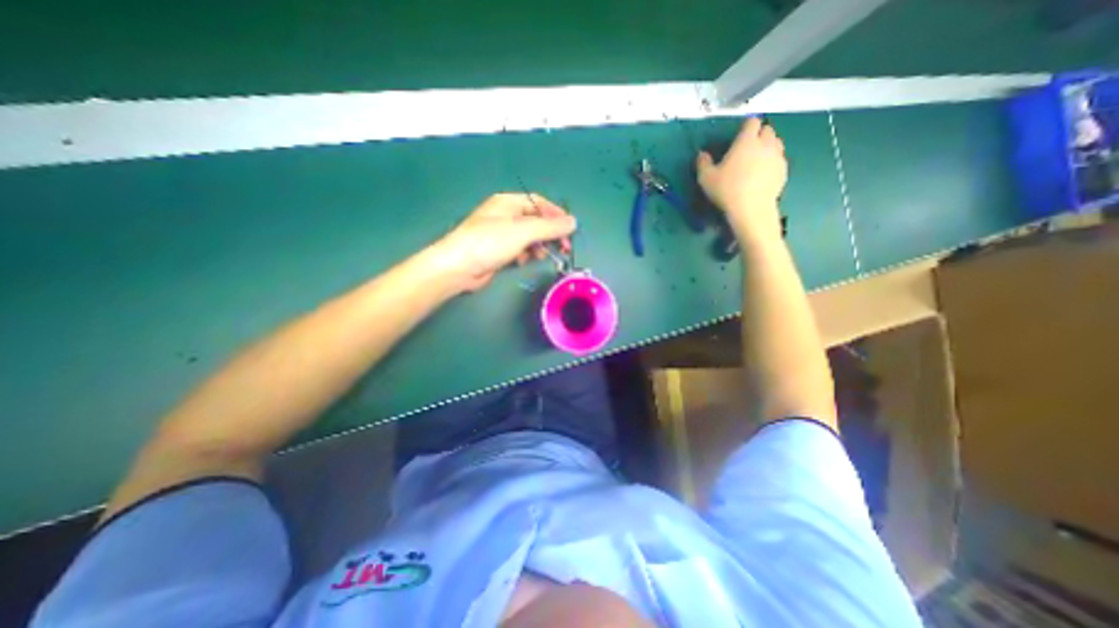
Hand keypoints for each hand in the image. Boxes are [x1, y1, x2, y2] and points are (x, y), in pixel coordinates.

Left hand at [429, 194, 576, 291]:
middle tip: (563, 248)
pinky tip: (523, 261)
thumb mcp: (524, 231)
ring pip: (528, 237)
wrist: (459, 267)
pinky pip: (519, 249)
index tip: (570, 229)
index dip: (556, 214)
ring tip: (542, 255)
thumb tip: (574, 222)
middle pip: (535, 221)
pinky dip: (525, 254)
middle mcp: (505, 215)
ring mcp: (501, 234)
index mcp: (509, 203)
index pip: (539, 203)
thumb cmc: (491, 242)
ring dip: (538, 246)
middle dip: (550, 234)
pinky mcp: (498, 251)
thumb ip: (550, 227)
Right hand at [696, 117, 785, 243]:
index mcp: (746, 141)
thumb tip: (702, 154)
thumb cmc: (727, 190)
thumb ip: (703, 163)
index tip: (739, 135)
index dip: (746, 126)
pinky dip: (772, 163)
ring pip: (776, 143)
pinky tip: (762, 175)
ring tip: (757, 160)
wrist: (751, 209)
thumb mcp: (706, 178)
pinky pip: (779, 160)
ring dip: (768, 147)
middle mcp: (765, 144)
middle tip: (747, 148)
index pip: (752, 121)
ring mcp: (777, 157)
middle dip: (759, 135)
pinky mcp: (784, 171)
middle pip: (767, 130)